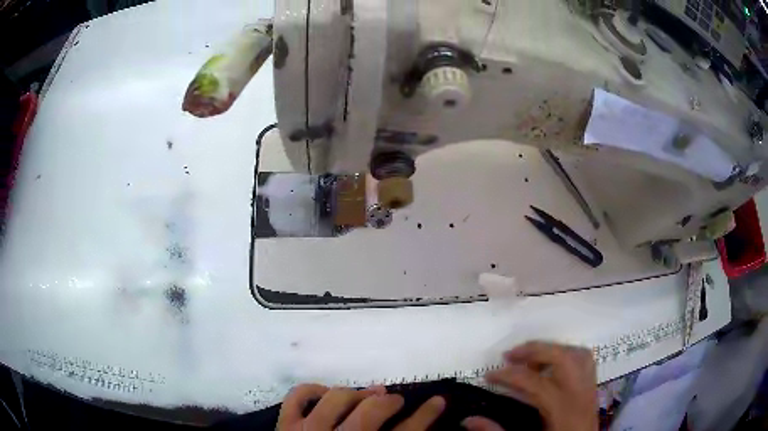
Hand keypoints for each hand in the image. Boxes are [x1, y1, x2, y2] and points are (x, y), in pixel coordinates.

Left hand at [277, 383, 445, 430]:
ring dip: (358, 394)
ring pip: (338, 398)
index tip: (439, 401)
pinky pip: (297, 396)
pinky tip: (325, 393)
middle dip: (391, 402)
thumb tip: (419, 429)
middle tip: (396, 401)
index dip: (426, 415)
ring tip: (368, 396)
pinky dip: (312, 389)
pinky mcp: (286, 425)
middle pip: (372, 412)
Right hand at [463, 342, 597, 430]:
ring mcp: (590, 390)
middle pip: (562, 358)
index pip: (535, 383)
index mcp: (562, 410)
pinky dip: (568, 355)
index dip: (509, 376)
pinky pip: (586, 361)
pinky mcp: (593, 390)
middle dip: (535, 350)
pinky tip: (552, 365)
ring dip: (553, 349)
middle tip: (510, 355)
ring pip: (578, 354)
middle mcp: (580, 395)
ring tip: (531, 357)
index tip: (488, 376)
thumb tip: (468, 420)